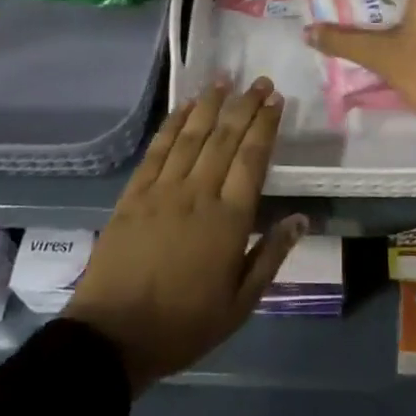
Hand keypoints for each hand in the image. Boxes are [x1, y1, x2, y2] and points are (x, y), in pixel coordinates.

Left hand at [64, 78, 305, 394]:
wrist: (114, 337)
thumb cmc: (184, 325)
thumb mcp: (240, 304)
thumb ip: (271, 256)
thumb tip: (301, 218)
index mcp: (229, 220)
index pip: (252, 159)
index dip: (266, 125)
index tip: (276, 100)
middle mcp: (198, 194)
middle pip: (225, 138)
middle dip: (245, 105)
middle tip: (259, 81)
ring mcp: (162, 190)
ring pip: (192, 136)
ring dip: (210, 104)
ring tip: (224, 79)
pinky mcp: (134, 194)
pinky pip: (157, 150)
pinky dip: (172, 124)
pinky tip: (184, 107)